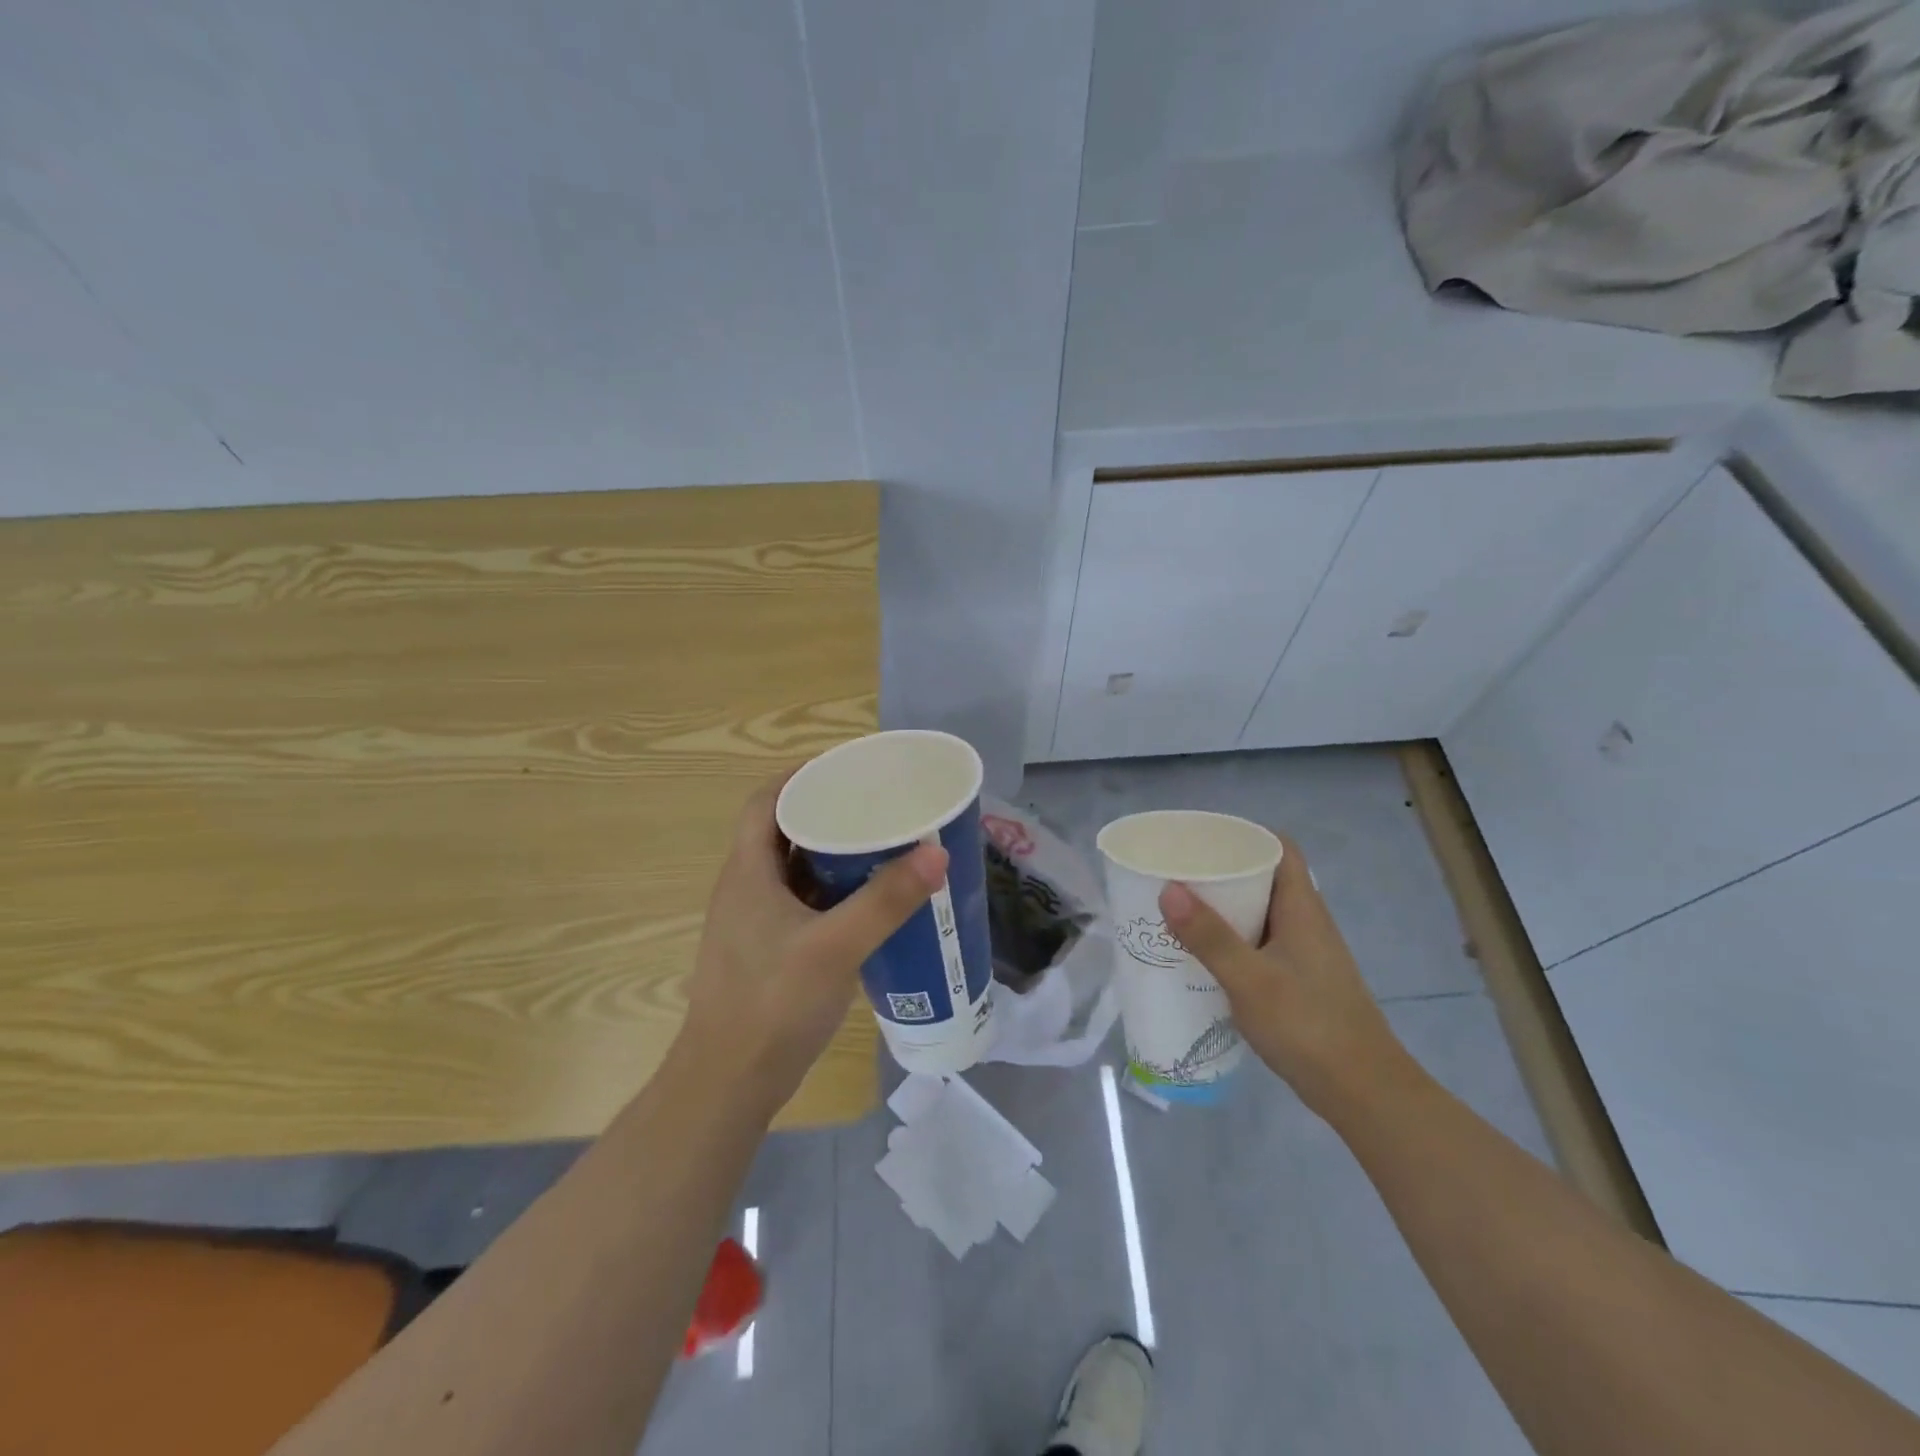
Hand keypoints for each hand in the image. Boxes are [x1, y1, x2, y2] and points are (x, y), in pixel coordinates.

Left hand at [680, 773, 946, 1114]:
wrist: (727, 1084)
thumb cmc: (772, 1004)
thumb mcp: (836, 947)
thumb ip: (886, 901)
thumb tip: (936, 854)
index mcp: (748, 871)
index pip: (767, 800)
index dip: (801, 776)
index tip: (847, 769)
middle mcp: (745, 888)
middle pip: (784, 831)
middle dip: (828, 814)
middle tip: (878, 807)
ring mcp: (753, 923)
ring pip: (794, 870)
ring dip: (831, 855)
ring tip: (881, 846)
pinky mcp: (766, 951)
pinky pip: (801, 904)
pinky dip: (831, 893)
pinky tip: (868, 904)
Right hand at [1159, 837, 1413, 1118]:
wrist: (1364, 1093)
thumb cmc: (1308, 1026)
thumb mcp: (1250, 980)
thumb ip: (1209, 936)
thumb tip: (1168, 888)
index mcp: (1302, 909)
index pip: (1280, 849)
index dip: (1245, 835)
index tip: (1202, 836)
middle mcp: (1306, 923)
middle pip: (1266, 878)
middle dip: (1223, 870)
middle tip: (1178, 871)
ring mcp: (1305, 954)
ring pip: (1261, 913)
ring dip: (1225, 907)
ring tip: (1180, 907)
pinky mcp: (1299, 982)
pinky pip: (1260, 943)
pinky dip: (1232, 939)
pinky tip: (1204, 954)